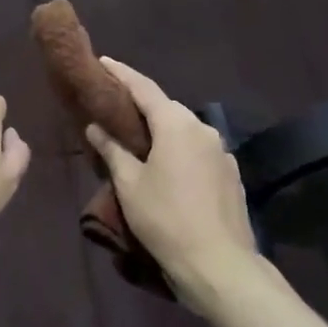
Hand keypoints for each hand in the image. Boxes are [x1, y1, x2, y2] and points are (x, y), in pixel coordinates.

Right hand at [84, 59, 259, 295]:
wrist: (218, 264)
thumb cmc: (165, 219)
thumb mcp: (129, 184)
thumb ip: (112, 150)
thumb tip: (96, 126)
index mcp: (177, 125)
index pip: (144, 88)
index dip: (121, 74)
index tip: (103, 62)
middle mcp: (203, 129)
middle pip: (166, 108)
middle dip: (141, 104)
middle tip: (114, 106)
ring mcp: (222, 152)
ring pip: (184, 131)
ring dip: (161, 130)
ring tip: (137, 139)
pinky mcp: (230, 174)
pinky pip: (197, 151)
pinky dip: (178, 150)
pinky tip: (165, 168)